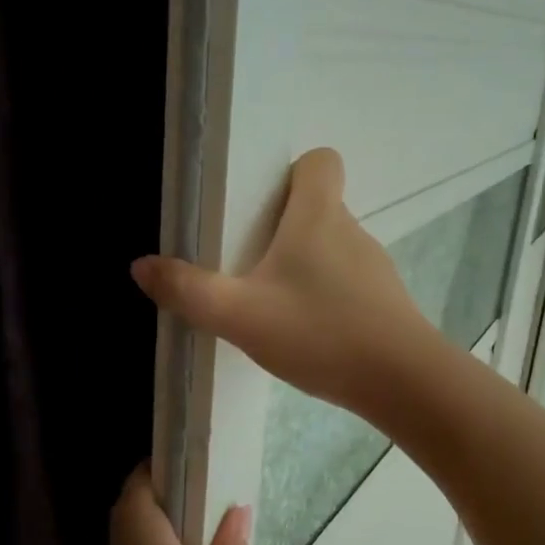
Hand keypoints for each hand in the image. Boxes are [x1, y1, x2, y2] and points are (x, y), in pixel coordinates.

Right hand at [131, 148, 435, 417]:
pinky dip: (324, 296)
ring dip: (302, 266)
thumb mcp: (239, 315)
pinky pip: (346, 283)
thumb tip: (142, 266)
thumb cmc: (319, 332)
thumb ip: (188, 290)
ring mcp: (373, 268)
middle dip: (283, 227)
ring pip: (331, 248)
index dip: (292, 173)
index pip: (320, 161)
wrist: (402, 382)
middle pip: (318, 207)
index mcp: (318, 216)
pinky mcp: (384, 302)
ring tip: (272, 304)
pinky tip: (306, 332)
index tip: (263, 204)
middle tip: (247, 262)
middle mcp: (351, 231)